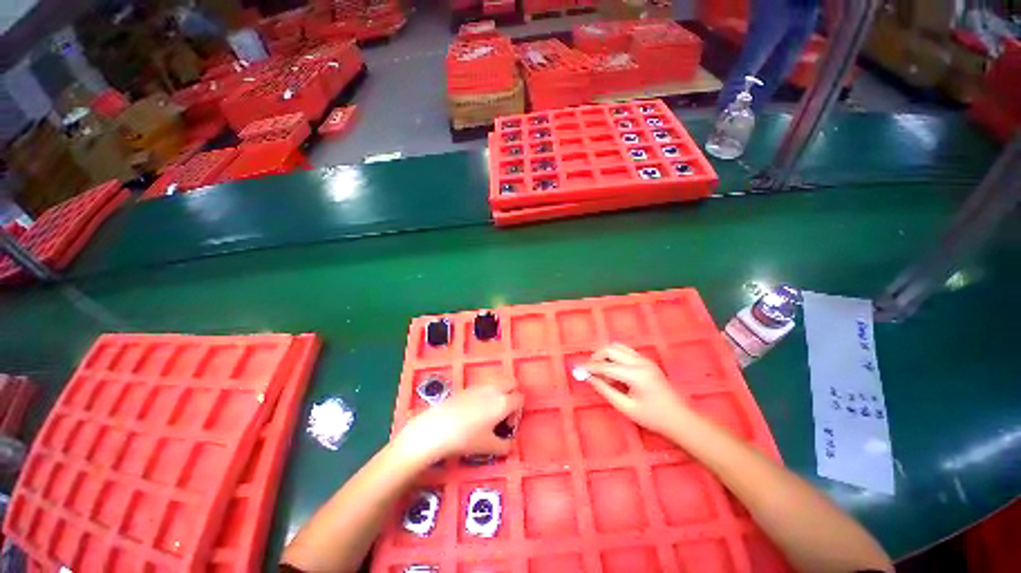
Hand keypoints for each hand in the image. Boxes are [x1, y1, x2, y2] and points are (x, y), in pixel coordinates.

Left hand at [396, 377, 523, 462]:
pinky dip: (486, 393)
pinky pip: (484, 385)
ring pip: (498, 382)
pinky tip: (474, 410)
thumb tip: (510, 445)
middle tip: (503, 413)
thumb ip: (505, 446)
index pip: (520, 398)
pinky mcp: (467, 386)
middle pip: (512, 382)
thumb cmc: (466, 438)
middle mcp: (494, 389)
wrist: (437, 428)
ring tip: (489, 412)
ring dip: (499, 392)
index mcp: (504, 402)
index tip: (507, 426)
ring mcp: (480, 385)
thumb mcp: (488, 447)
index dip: (518, 412)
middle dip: (512, 394)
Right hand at [584, 343, 691, 435]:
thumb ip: (605, 390)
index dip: (590, 367)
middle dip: (596, 357)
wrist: (681, 419)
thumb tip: (589, 378)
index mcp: (635, 374)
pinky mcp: (647, 361)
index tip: (577, 369)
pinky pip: (626, 351)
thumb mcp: (626, 407)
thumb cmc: (653, 417)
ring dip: (605, 354)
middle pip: (611, 349)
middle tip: (589, 369)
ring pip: (618, 347)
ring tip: (599, 368)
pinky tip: (613, 369)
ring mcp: (644, 359)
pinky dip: (615, 356)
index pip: (605, 366)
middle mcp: (639, 361)